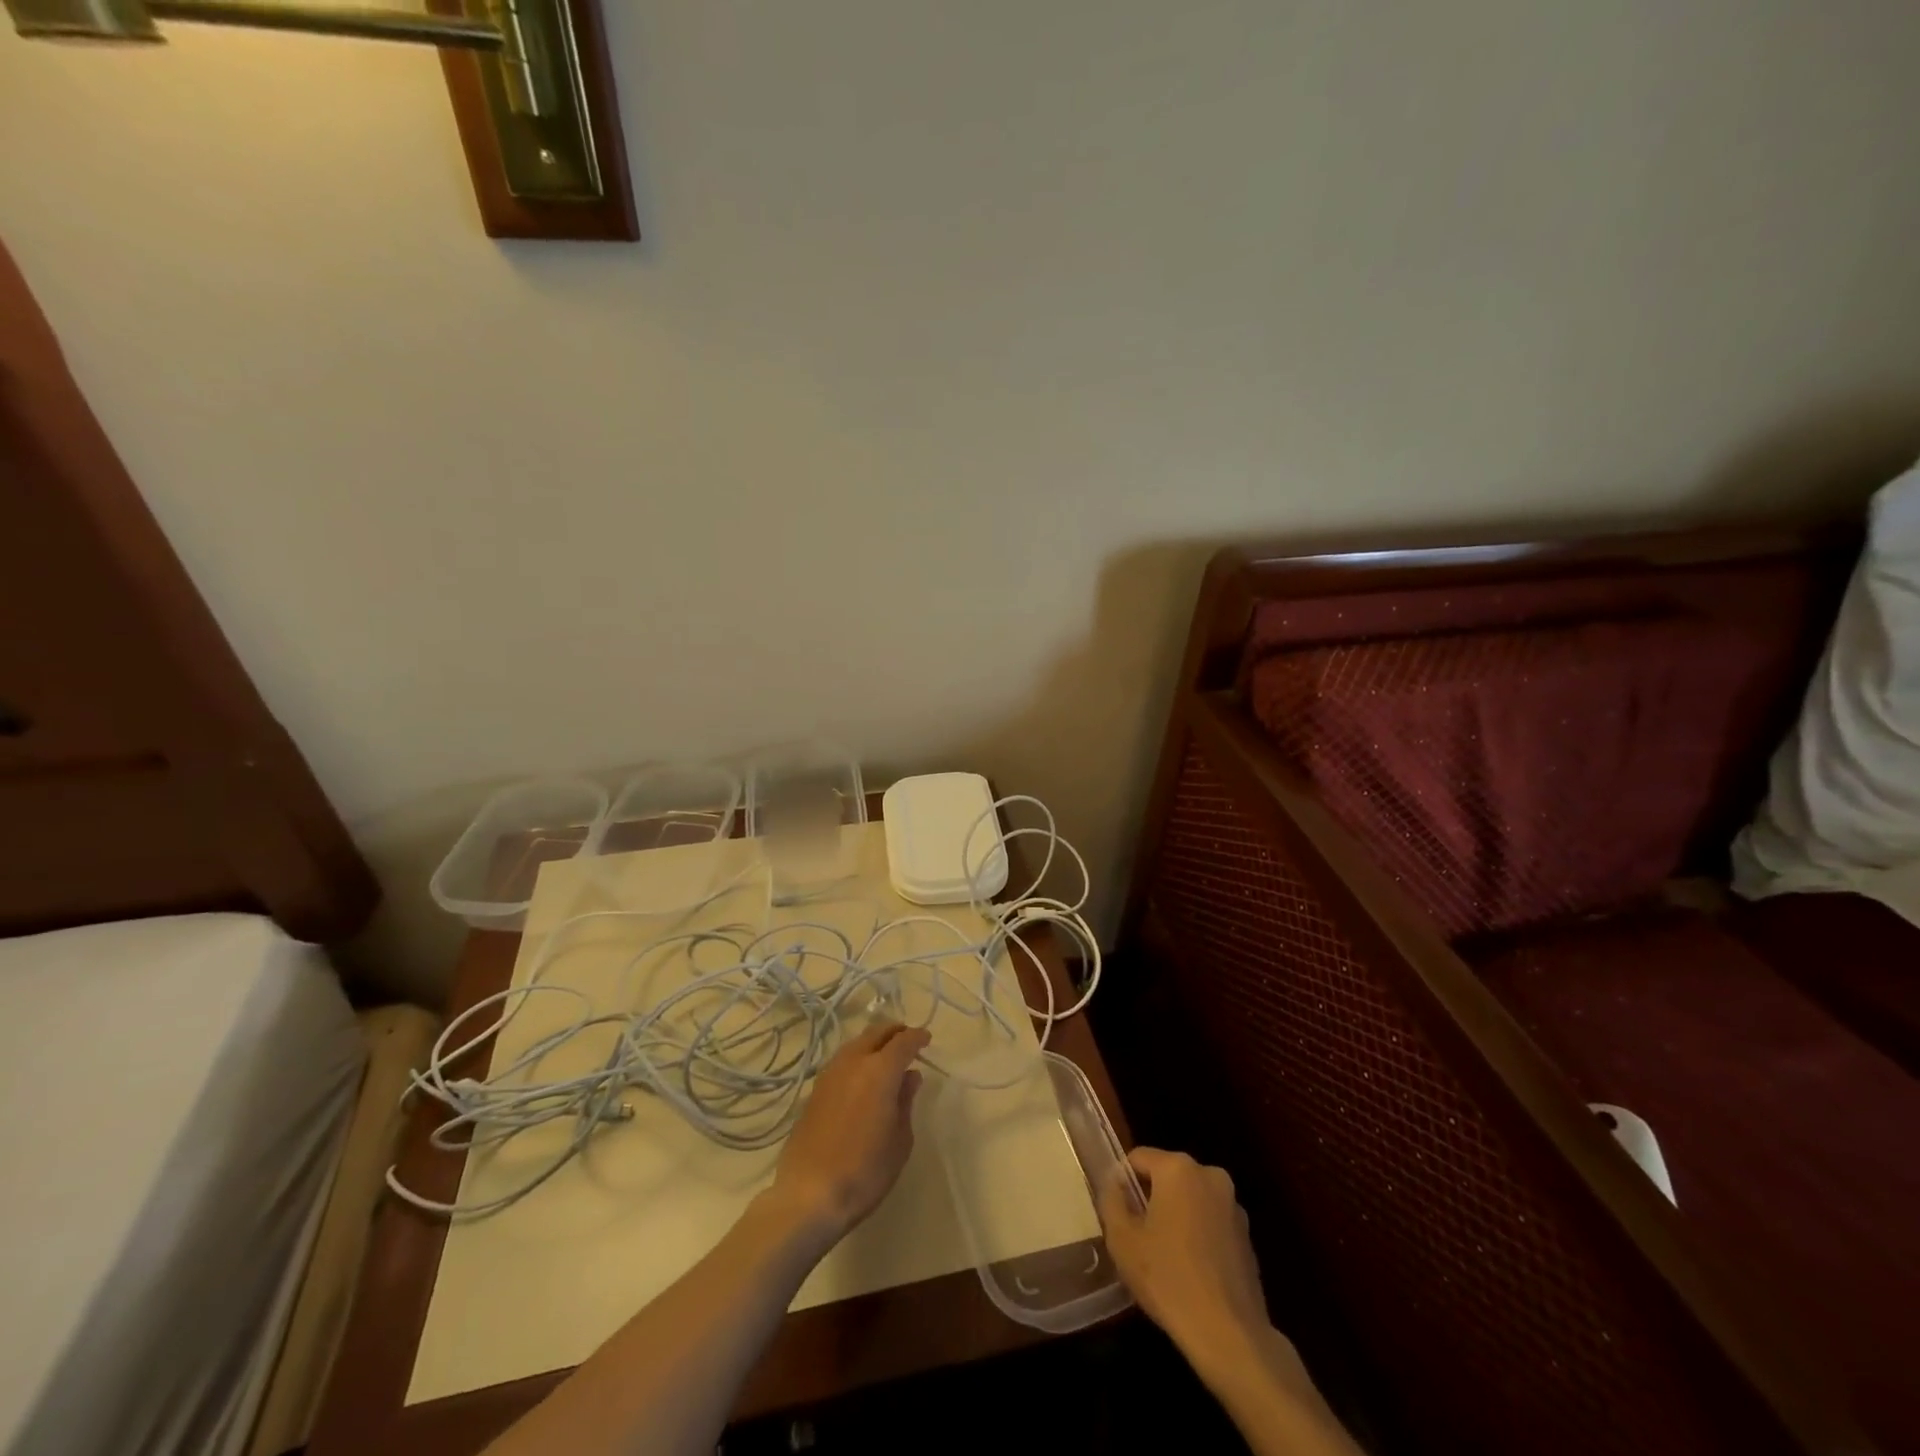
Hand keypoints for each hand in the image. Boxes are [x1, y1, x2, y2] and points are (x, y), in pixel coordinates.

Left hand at [769, 1021, 929, 1245]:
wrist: (809, 1194)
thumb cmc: (865, 1170)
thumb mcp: (900, 1140)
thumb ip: (905, 1101)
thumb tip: (910, 1076)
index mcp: (880, 1070)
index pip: (903, 1041)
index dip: (917, 1037)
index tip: (926, 1039)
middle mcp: (853, 1062)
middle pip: (875, 1033)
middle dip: (894, 1032)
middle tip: (907, 1040)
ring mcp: (829, 1075)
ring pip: (855, 1044)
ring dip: (873, 1043)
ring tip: (885, 1057)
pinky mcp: (814, 1091)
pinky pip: (841, 1062)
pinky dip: (856, 1059)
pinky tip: (861, 1076)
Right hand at [1100, 1147, 1270, 1371]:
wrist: (1229, 1335)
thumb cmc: (1168, 1278)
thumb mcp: (1121, 1238)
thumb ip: (1111, 1200)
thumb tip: (1115, 1183)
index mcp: (1178, 1168)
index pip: (1138, 1158)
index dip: (1123, 1184)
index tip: (1119, 1216)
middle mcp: (1210, 1175)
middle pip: (1167, 1176)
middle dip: (1151, 1199)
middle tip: (1139, 1238)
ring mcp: (1233, 1206)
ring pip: (1190, 1200)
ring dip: (1176, 1217)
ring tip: (1165, 1258)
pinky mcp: (1247, 1236)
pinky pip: (1211, 1223)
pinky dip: (1198, 1236)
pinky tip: (1191, 1272)